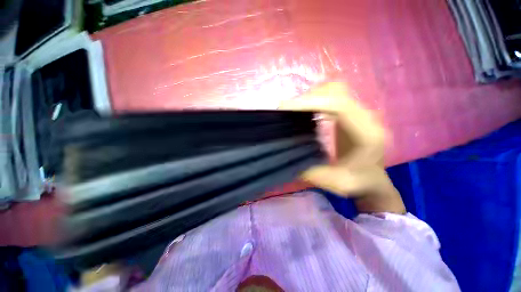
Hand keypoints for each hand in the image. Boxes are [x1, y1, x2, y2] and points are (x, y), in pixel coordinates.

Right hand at [280, 82, 404, 213]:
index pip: (340, 105)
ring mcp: (360, 113)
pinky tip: (304, 112)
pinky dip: (315, 100)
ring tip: (293, 111)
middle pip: (336, 91)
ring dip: (311, 97)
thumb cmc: (358, 183)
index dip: (311, 102)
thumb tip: (288, 154)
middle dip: (308, 98)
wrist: (373, 180)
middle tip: (287, 111)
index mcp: (367, 134)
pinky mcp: (351, 113)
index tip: (285, 108)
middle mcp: (367, 117)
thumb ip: (311, 171)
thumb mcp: (334, 184)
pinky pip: (332, 97)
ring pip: (333, 90)